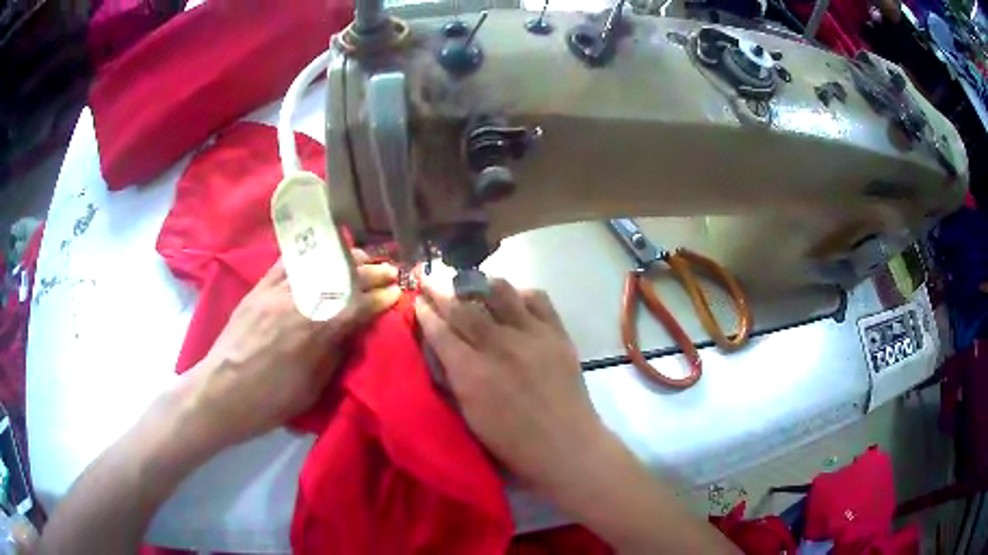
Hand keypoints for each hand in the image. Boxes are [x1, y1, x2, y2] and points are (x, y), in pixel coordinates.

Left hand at [181, 250, 400, 448]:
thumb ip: (336, 352)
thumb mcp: (314, 386)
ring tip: (361, 258)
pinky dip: (309, 252)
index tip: (397, 293)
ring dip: (345, 258)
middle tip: (389, 271)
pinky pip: (288, 260)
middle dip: (371, 272)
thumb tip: (355, 329)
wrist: (222, 392)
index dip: (381, 298)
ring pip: (319, 262)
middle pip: (343, 277)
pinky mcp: (260, 286)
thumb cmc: (271, 400)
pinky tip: (322, 250)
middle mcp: (300, 301)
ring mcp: (278, 290)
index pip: (359, 305)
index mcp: (316, 331)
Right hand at [415, 278, 608, 495]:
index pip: (440, 331)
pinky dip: (520, 293)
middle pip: (463, 306)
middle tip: (429, 277)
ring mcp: (531, 335)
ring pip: (499, 292)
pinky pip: (537, 299)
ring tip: (470, 283)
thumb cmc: (513, 445)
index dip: (425, 312)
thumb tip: (440, 350)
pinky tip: (512, 299)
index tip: (417, 299)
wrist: (567, 447)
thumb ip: (453, 380)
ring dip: (479, 284)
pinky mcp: (557, 333)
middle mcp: (498, 346)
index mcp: (471, 373)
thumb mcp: (470, 419)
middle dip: (440, 289)